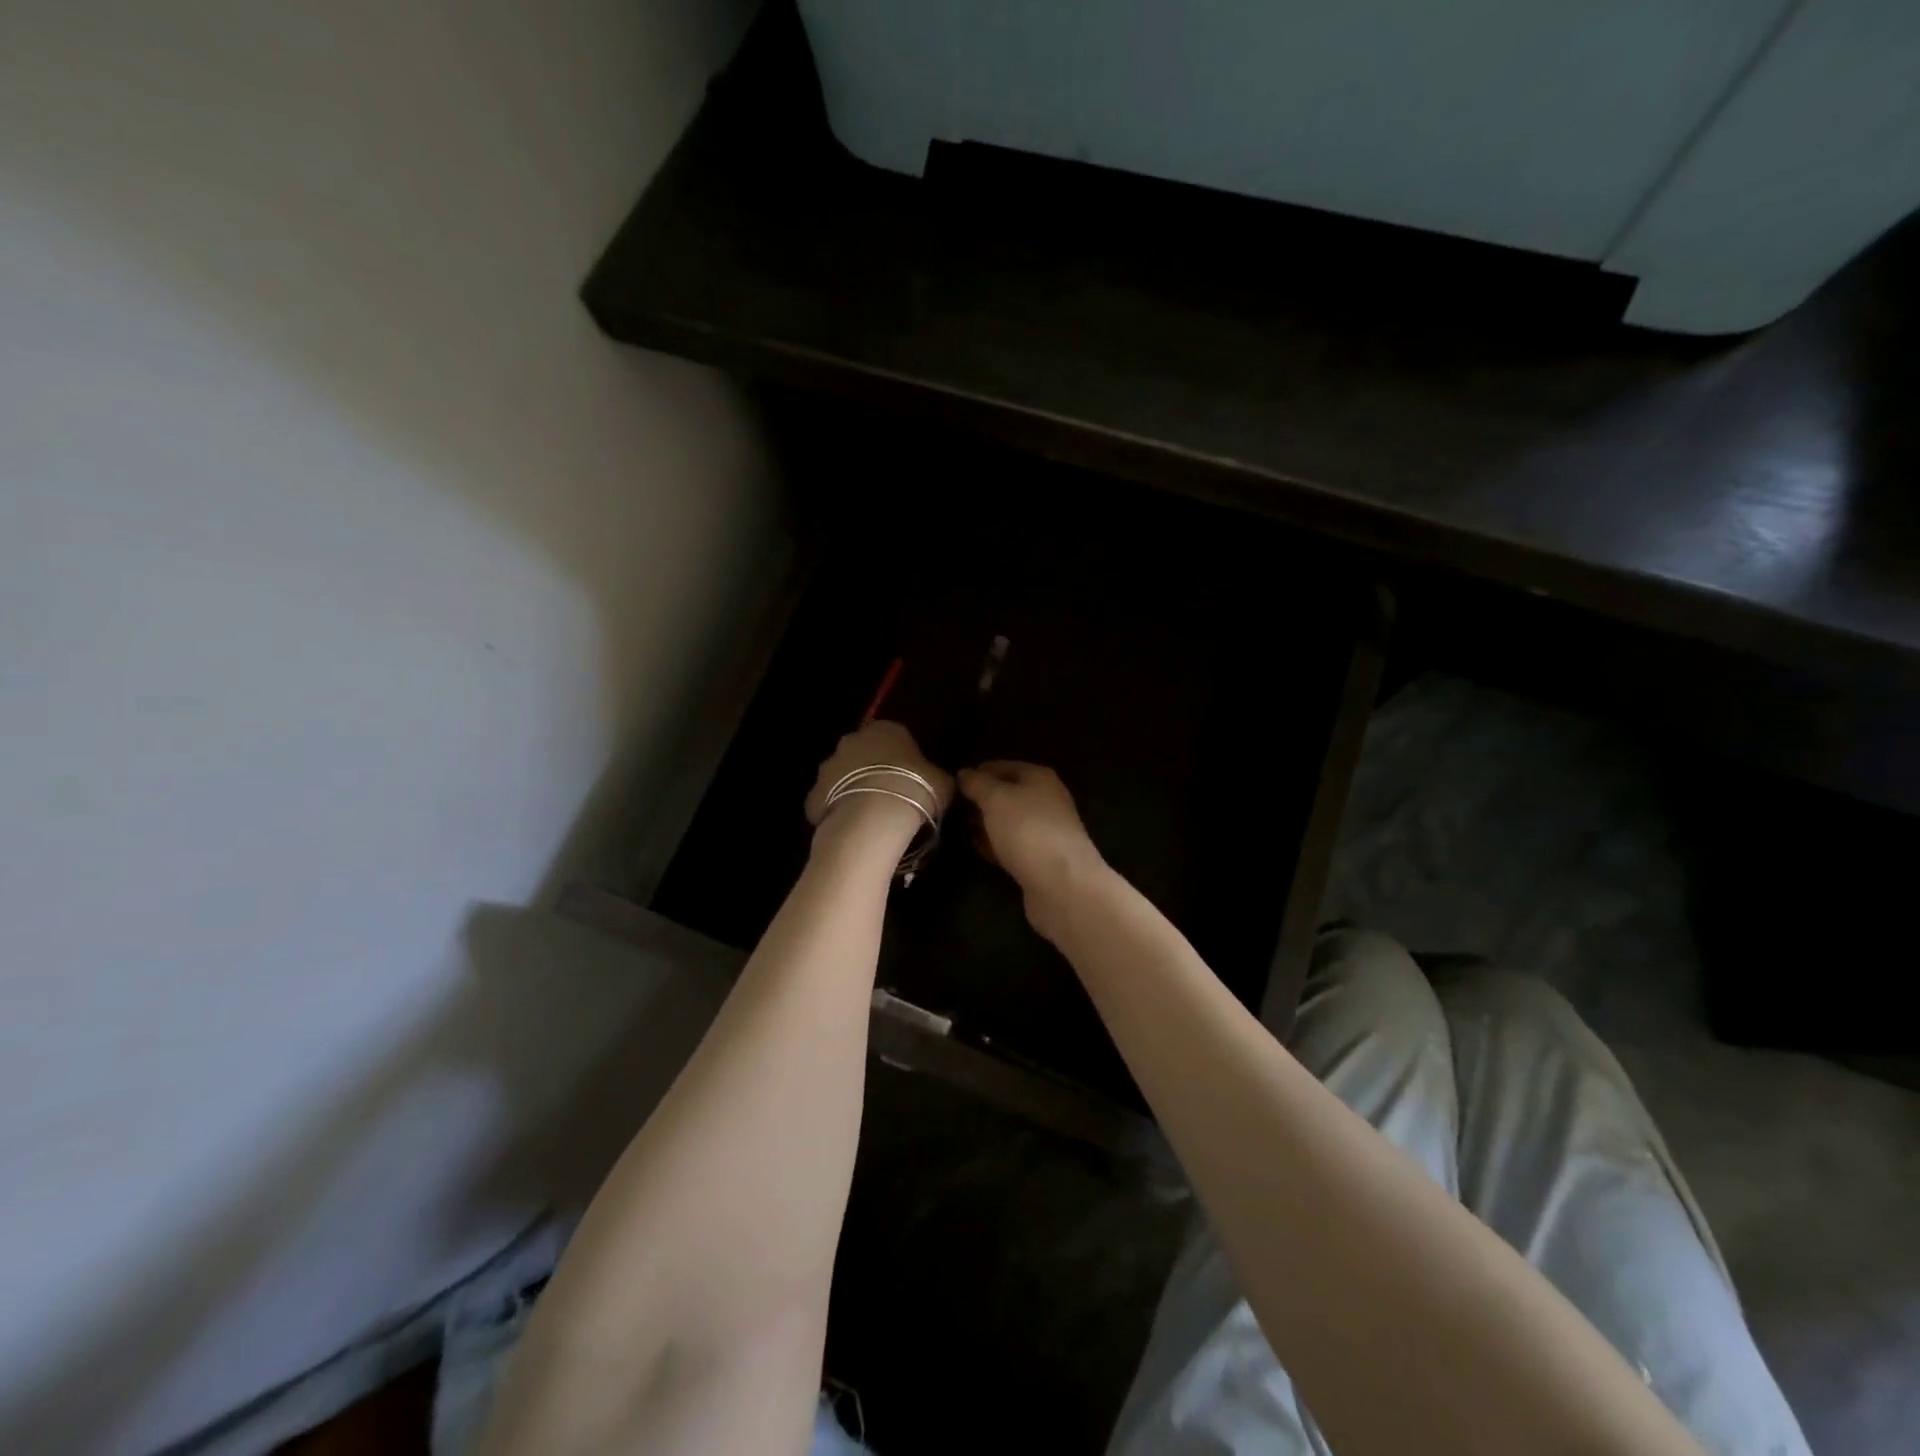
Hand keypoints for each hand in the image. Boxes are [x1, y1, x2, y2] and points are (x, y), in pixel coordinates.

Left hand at [805, 720, 952, 830]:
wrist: (873, 818)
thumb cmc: (915, 789)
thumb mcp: (943, 782)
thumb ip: (937, 776)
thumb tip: (937, 779)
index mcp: (886, 729)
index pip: (895, 736)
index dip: (903, 758)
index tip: (911, 778)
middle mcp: (853, 740)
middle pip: (863, 752)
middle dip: (873, 769)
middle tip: (890, 794)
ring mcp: (828, 766)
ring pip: (842, 776)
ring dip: (853, 789)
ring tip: (871, 815)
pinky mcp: (813, 795)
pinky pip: (827, 801)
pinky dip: (837, 811)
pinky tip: (852, 828)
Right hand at [958, 762, 1105, 920]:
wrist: (1061, 884)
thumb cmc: (1027, 830)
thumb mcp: (996, 798)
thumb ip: (977, 783)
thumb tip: (964, 773)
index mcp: (1038, 777)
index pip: (1002, 766)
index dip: (977, 772)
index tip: (952, 785)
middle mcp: (1045, 800)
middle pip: (1005, 795)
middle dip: (980, 801)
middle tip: (952, 810)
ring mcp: (1044, 830)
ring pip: (1007, 822)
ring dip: (985, 825)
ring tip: (960, 831)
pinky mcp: (1040, 858)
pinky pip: (1012, 845)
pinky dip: (996, 846)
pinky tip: (980, 852)